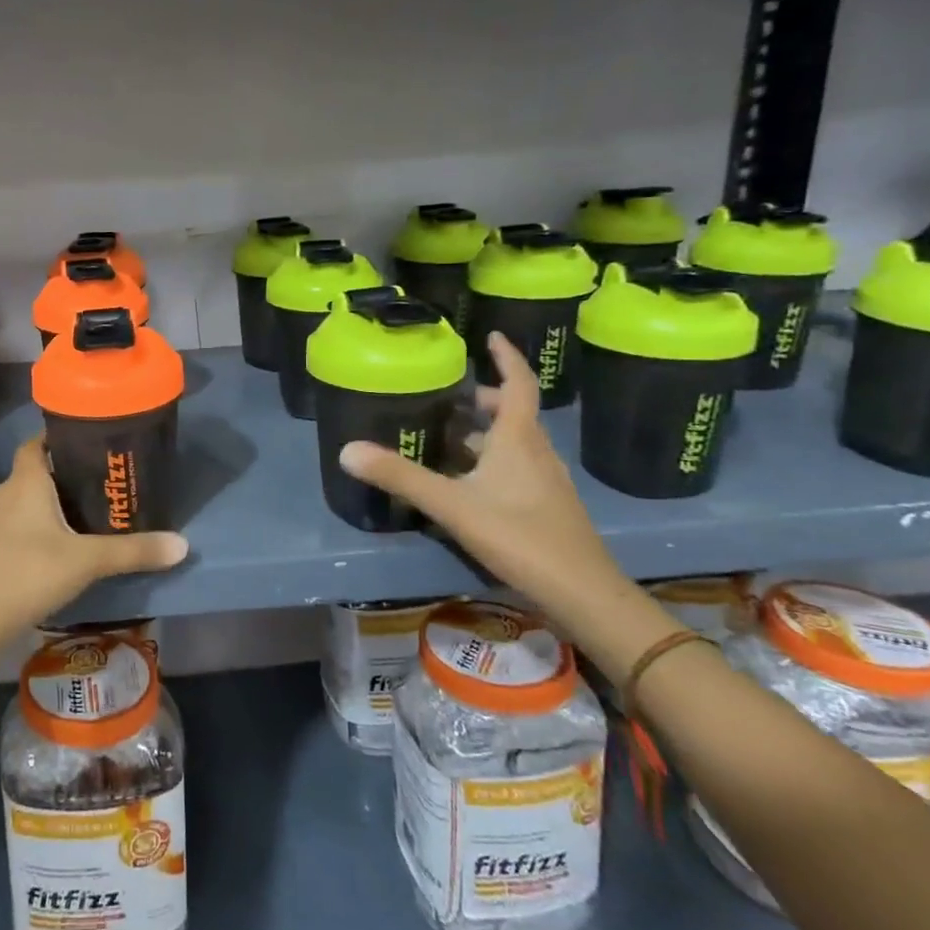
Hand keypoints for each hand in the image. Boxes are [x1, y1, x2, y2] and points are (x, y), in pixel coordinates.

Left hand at [0, 436, 188, 651]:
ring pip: (7, 508)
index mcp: (24, 484)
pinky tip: (26, 562)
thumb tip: (182, 544)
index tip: (77, 446)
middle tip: (81, 498)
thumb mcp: (88, 562)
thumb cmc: (29, 575)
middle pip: (25, 478)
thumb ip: (133, 552)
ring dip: (27, 514)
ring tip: (57, 532)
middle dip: (50, 485)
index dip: (53, 441)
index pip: (35, 445)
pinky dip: (9, 539)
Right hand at [338, 331, 624, 615]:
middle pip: (512, 413)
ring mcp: (546, 482)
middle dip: (482, 400)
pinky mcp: (547, 507)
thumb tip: (346, 449)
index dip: (507, 357)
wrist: (583, 594)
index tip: (492, 335)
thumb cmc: (520, 536)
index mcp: (518, 439)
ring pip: (514, 443)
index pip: (518, 384)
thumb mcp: (452, 505)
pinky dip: (492, 461)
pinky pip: (517, 468)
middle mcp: (537, 452)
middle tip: (447, 398)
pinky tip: (467, 484)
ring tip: (447, 437)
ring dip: (485, 432)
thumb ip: (400, 477)